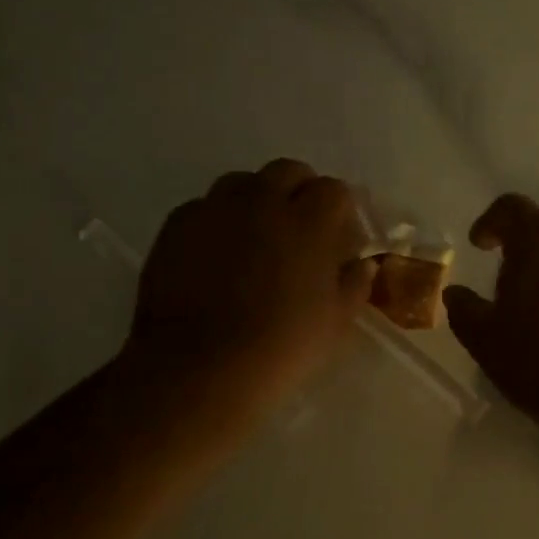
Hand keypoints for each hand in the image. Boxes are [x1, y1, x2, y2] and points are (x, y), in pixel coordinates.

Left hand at [120, 160, 373, 423]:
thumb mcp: (336, 322)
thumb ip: (354, 284)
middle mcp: (263, 201)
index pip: (335, 190)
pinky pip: (205, 207)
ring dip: (258, 199)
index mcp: (310, 221)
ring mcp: (216, 209)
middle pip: (289, 171)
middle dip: (301, 191)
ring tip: (257, 236)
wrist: (200, 367)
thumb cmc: (282, 346)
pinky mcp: (177, 225)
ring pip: (243, 182)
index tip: (341, 237)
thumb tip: (360, 264)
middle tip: (301, 229)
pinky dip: (219, 221)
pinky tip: (218, 255)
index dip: (341, 211)